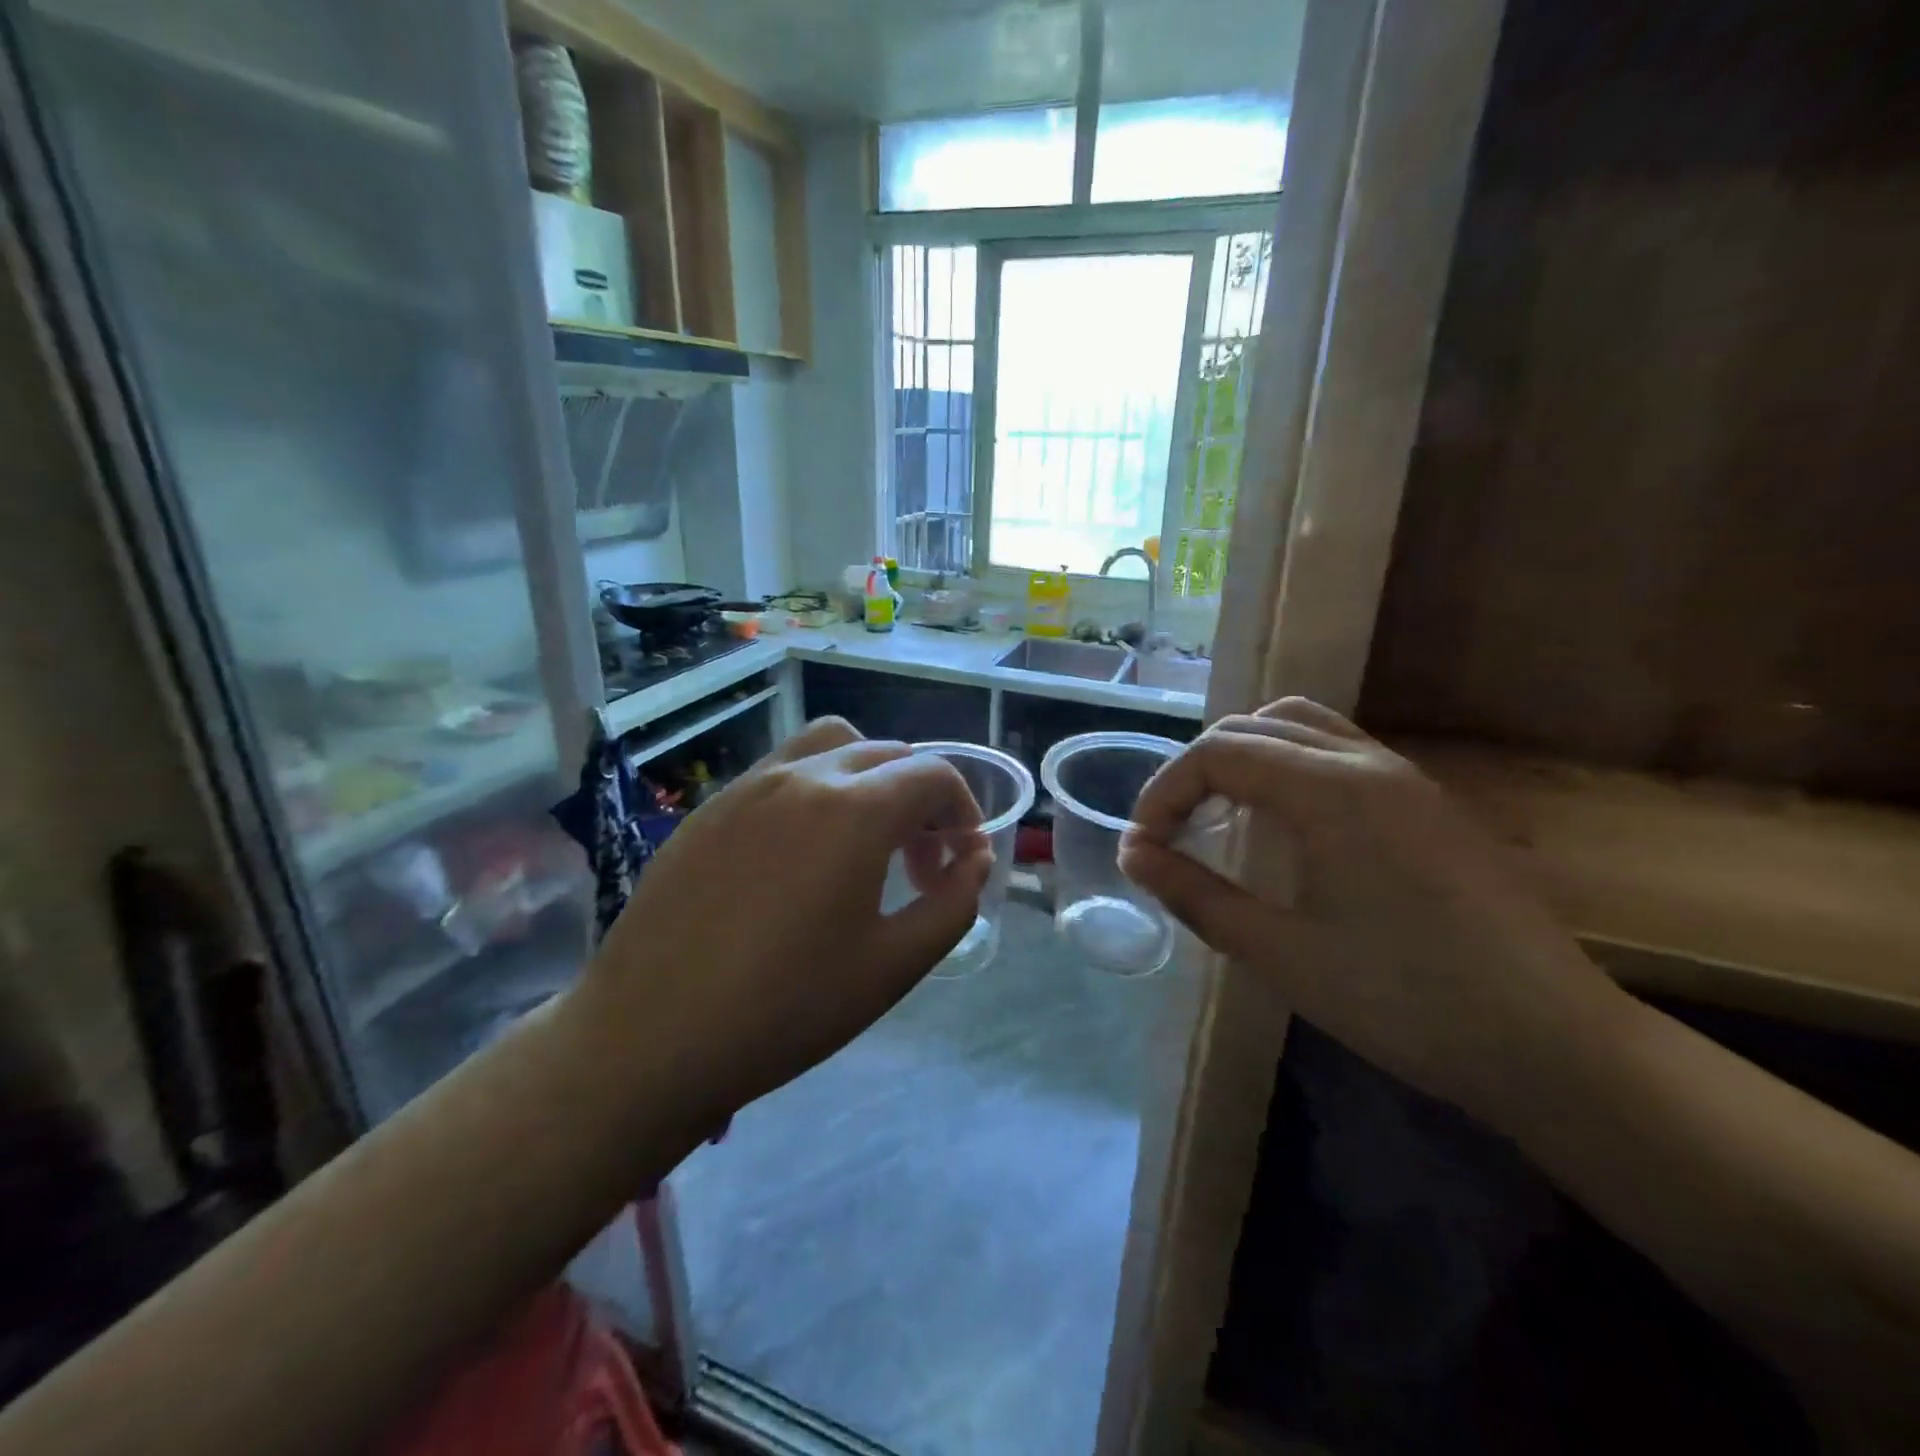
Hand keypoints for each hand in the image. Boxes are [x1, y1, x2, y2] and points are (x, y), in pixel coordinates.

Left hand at [581, 718, 990, 1133]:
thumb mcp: (893, 966)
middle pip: (887, 754)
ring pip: (831, 745)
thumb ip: (953, 903)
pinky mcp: (711, 808)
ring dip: (868, 778)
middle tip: (919, 865)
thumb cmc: (785, 1009)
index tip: (960, 864)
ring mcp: (749, 786)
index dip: (964, 812)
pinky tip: (800, 856)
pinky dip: (817, 790)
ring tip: (864, 842)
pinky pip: (782, 771)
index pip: (934, 774)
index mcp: (855, 809)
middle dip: (921, 800)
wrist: (648, 1038)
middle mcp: (803, 777)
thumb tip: (975, 859)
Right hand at [1117, 698, 1631, 1122]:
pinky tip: (1284, 825)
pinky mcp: (1427, 802)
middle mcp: (1367, 762)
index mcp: (1330, 790)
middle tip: (1171, 832)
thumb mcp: (1280, 954)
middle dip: (1196, 770)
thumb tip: (1132, 853)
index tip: (1144, 847)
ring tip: (1219, 814)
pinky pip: (1338, 750)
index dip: (1164, 793)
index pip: (1217, 753)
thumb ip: (1195, 894)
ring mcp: (1404, 777)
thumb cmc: (1405, 1002)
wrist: (1554, 1046)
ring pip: (1300, 726)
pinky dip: (1288, 766)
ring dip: (1244, 757)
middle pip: (1253, 727)